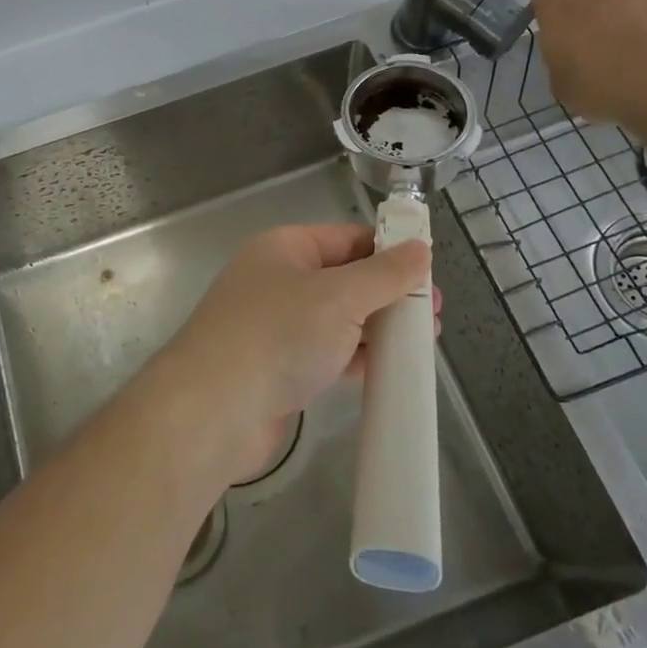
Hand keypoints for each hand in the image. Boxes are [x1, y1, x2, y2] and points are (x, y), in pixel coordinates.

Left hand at [158, 225, 435, 481]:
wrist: (214, 410)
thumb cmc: (278, 335)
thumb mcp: (339, 296)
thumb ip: (384, 274)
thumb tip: (420, 249)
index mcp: (286, 248)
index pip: (348, 237)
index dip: (389, 250)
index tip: (430, 272)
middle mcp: (279, 280)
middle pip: (345, 278)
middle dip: (390, 294)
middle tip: (433, 314)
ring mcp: (276, 326)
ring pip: (338, 318)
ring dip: (378, 327)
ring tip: (422, 342)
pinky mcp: (278, 367)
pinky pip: (327, 352)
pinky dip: (356, 356)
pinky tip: (388, 368)